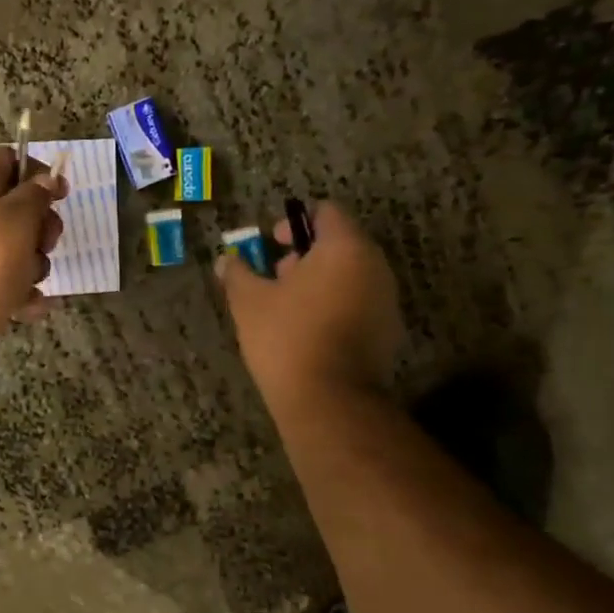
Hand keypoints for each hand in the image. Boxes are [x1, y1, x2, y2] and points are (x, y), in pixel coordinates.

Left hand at [0, 148, 67, 381]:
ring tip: (31, 282)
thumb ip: (35, 195)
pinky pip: (5, 284)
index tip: (60, 194)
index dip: (37, 171)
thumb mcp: (17, 219)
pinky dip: (21, 294)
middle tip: (45, 243)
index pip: (6, 159)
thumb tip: (44, 180)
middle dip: (40, 227)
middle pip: (15, 208)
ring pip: (14, 250)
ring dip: (34, 265)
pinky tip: (31, 307)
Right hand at [216, 202, 404, 405]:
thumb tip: (226, 259)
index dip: (294, 221)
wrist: (328, 400)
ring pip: (350, 274)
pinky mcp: (388, 330)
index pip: (326, 212)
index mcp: (345, 248)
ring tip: (287, 305)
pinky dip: (335, 304)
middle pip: (340, 243)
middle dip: (306, 254)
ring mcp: (386, 299)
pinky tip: (307, 329)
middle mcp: (375, 266)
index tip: (271, 242)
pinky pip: (358, 301)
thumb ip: (237, 272)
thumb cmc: (286, 337)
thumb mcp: (248, 301)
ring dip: (320, 280)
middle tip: (275, 275)